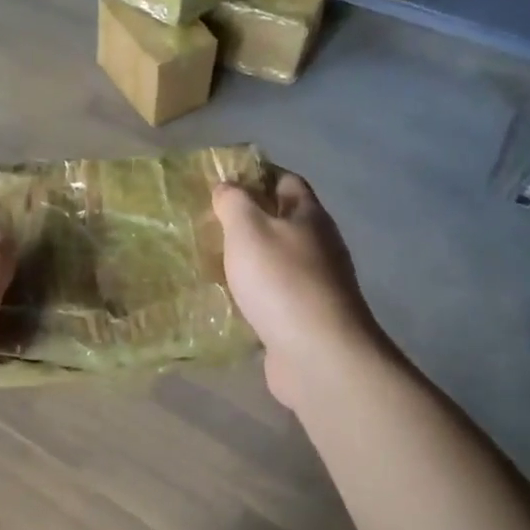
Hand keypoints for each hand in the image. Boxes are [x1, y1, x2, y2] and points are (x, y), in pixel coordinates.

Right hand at [213, 174, 380, 409]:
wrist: (317, 353)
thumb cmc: (281, 281)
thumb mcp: (248, 230)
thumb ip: (235, 203)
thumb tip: (227, 186)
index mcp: (309, 216)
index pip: (286, 181)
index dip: (257, 175)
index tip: (222, 181)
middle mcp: (319, 245)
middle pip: (284, 221)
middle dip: (251, 219)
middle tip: (210, 222)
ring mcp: (316, 283)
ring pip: (278, 260)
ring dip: (251, 258)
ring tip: (213, 260)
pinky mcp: (306, 316)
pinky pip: (275, 294)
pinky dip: (254, 292)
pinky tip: (230, 299)